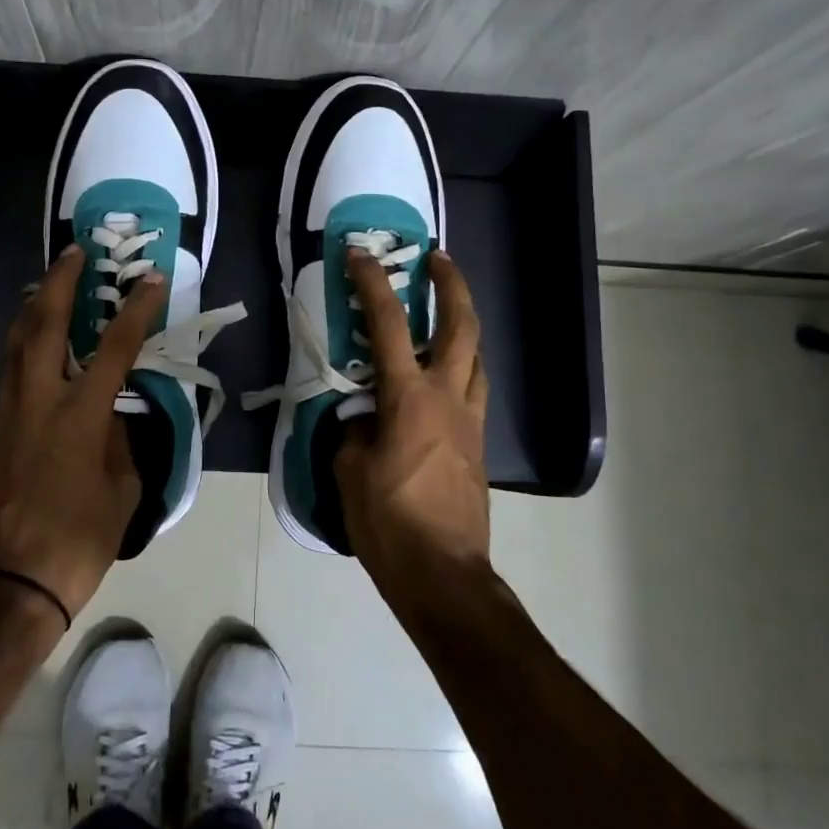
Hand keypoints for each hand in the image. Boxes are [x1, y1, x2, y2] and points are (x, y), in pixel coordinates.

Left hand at [0, 246, 166, 621]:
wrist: (13, 582)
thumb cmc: (79, 539)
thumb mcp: (123, 489)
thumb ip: (122, 440)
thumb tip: (116, 413)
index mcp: (80, 415)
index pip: (115, 348)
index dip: (136, 309)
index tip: (151, 280)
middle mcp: (40, 401)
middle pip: (45, 325)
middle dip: (61, 282)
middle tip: (76, 253)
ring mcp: (11, 412)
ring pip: (16, 340)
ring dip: (35, 304)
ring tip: (50, 281)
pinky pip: (9, 366)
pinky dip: (22, 337)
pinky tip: (33, 335)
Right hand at [335, 248, 490, 601]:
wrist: (443, 574)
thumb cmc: (388, 522)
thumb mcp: (350, 471)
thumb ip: (355, 430)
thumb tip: (364, 416)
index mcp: (409, 398)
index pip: (390, 325)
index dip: (372, 284)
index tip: (360, 255)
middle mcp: (448, 397)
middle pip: (462, 325)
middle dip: (452, 284)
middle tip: (437, 258)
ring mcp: (471, 420)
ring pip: (477, 355)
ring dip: (463, 322)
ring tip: (444, 311)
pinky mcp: (478, 443)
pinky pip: (474, 388)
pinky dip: (462, 364)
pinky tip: (443, 374)